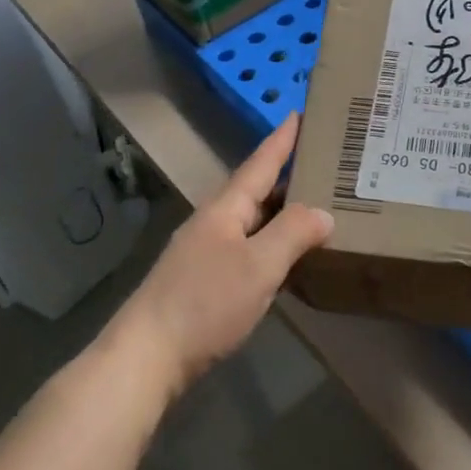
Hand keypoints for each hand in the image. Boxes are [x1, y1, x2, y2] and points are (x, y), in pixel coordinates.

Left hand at [108, 113, 332, 402]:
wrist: (145, 358)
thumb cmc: (205, 303)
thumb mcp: (258, 266)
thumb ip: (293, 233)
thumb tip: (324, 212)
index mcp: (226, 208)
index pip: (261, 163)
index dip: (283, 139)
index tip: (300, 111)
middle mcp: (214, 222)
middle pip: (257, 189)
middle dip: (288, 173)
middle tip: (325, 160)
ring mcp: (205, 252)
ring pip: (253, 220)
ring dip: (281, 209)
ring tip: (315, 203)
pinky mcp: (204, 281)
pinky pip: (248, 247)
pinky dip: (272, 242)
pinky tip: (287, 255)